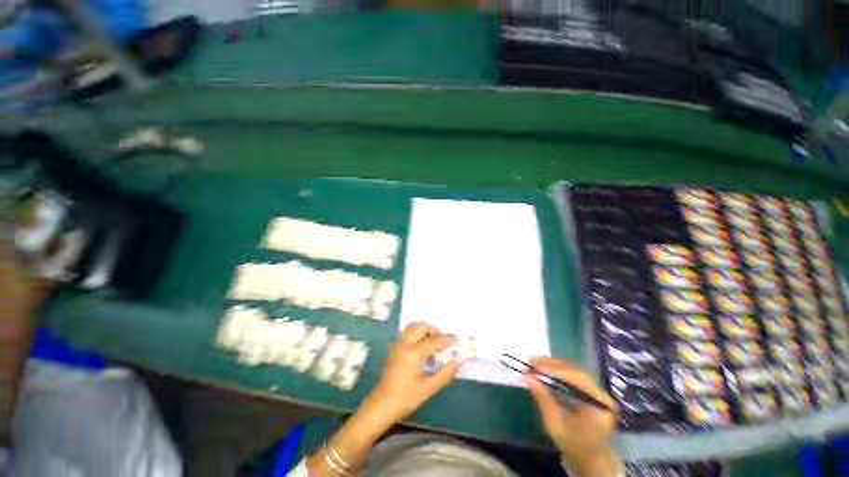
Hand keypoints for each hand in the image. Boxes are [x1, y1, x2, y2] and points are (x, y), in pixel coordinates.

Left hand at [363, 323, 459, 425]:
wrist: (381, 406)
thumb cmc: (406, 398)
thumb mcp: (428, 388)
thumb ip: (445, 373)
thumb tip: (457, 362)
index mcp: (413, 353)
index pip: (433, 340)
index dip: (446, 339)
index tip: (456, 339)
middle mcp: (405, 344)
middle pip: (420, 327)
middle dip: (433, 330)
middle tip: (442, 340)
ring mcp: (397, 346)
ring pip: (412, 328)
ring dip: (423, 330)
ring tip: (432, 342)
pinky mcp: (394, 349)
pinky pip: (407, 334)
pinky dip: (416, 335)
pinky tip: (422, 349)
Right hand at [525, 357, 620, 476]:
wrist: (590, 457)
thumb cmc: (574, 445)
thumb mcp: (556, 426)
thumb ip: (543, 400)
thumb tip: (527, 376)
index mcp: (600, 405)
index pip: (578, 379)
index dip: (556, 370)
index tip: (535, 367)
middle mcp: (600, 393)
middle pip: (575, 371)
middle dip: (550, 365)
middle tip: (530, 363)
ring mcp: (595, 389)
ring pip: (572, 370)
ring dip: (550, 365)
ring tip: (532, 364)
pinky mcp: (588, 388)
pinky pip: (571, 374)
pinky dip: (555, 370)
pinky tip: (542, 369)